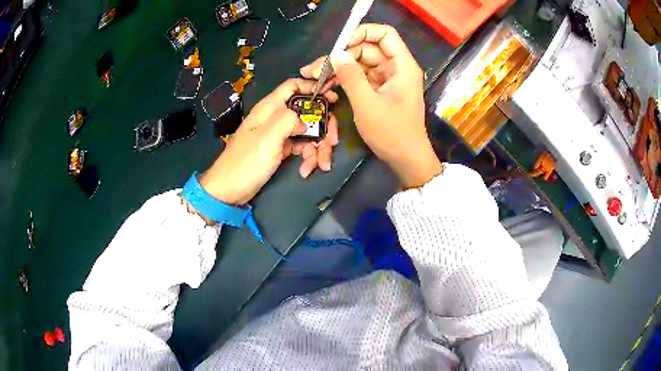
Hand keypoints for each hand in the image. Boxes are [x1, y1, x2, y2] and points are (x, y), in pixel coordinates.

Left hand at [199, 78, 338, 204]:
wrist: (230, 190)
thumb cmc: (246, 162)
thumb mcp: (267, 137)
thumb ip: (288, 120)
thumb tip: (305, 121)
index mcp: (270, 108)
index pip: (293, 86)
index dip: (312, 86)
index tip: (332, 96)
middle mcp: (276, 118)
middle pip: (307, 112)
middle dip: (323, 126)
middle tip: (333, 141)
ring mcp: (279, 135)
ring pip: (307, 132)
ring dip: (318, 147)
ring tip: (321, 164)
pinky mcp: (281, 150)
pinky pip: (301, 147)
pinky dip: (308, 157)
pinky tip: (307, 169)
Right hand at [301, 24, 441, 187]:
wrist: (405, 159)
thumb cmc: (392, 133)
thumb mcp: (367, 104)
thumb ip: (351, 76)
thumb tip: (336, 54)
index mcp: (401, 65)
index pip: (385, 34)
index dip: (362, 32)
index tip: (340, 45)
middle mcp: (395, 67)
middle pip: (367, 48)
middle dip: (341, 55)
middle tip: (314, 69)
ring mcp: (386, 78)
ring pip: (360, 62)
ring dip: (338, 68)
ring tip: (314, 78)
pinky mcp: (379, 89)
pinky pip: (360, 76)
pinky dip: (344, 79)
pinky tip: (326, 85)